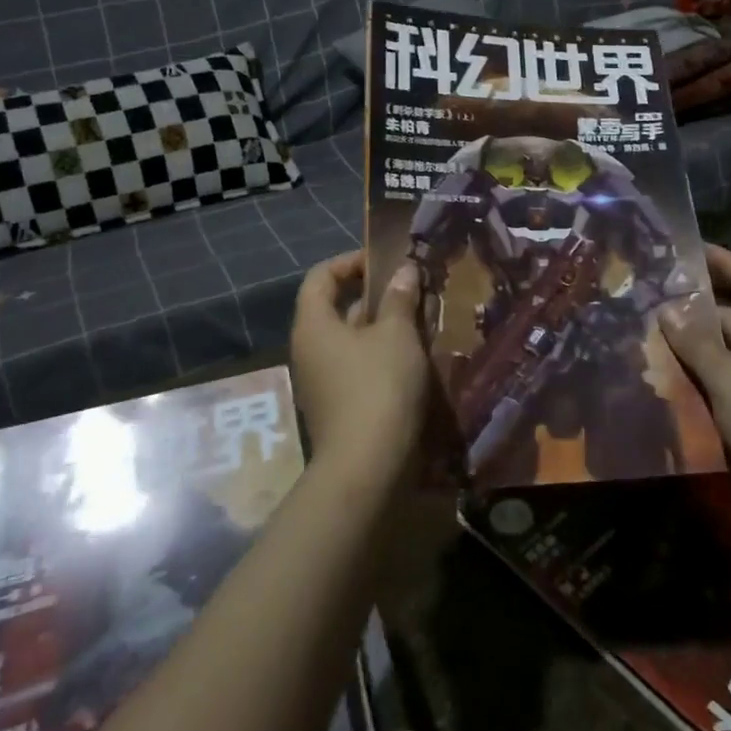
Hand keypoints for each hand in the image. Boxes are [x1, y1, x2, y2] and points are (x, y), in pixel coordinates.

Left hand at [288, 252, 431, 477]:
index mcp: (313, 324)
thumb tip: (404, 269)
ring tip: (421, 321)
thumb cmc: (378, 386)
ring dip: (383, 328)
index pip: (321, 276)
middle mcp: (309, 350)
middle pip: (337, 308)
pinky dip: (382, 357)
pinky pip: (358, 368)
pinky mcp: (339, 407)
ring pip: (352, 341)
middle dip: (375, 296)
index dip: (350, 262)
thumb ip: (399, 298)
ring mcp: (322, 381)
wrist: (367, 468)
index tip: (386, 263)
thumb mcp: (396, 335)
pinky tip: (414, 359)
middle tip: (412, 291)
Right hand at [660, 243, 730, 499]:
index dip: (730, 263)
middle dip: (702, 311)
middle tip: (659, 304)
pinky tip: (680, 383)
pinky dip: (710, 377)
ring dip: (702, 347)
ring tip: (659, 341)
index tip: (695, 251)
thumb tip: (668, 311)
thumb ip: (697, 345)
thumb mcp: (729, 380)